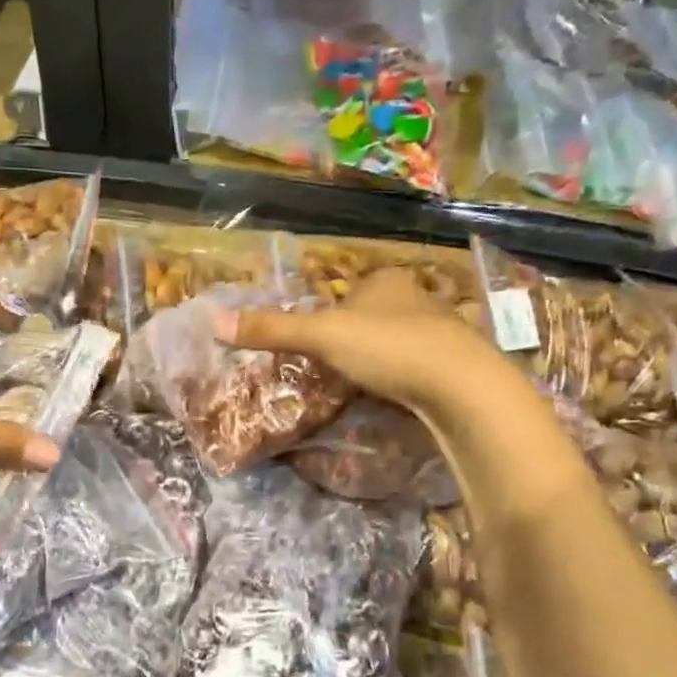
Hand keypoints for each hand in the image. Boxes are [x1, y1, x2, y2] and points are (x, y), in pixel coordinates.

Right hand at [214, 267, 521, 417]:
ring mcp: (446, 329)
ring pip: (404, 338)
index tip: (321, 341)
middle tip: (340, 366)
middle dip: (361, 336)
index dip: (333, 313)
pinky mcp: (462, 363)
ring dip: (387, 356)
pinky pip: (427, 364)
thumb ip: (273, 330)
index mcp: (386, 281)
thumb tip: (213, 321)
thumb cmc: (389, 348)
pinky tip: (404, 394)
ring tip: (369, 383)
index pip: (351, 291)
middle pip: (377, 314)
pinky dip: (412, 376)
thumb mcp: (322, 337)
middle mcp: (419, 296)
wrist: (463, 386)